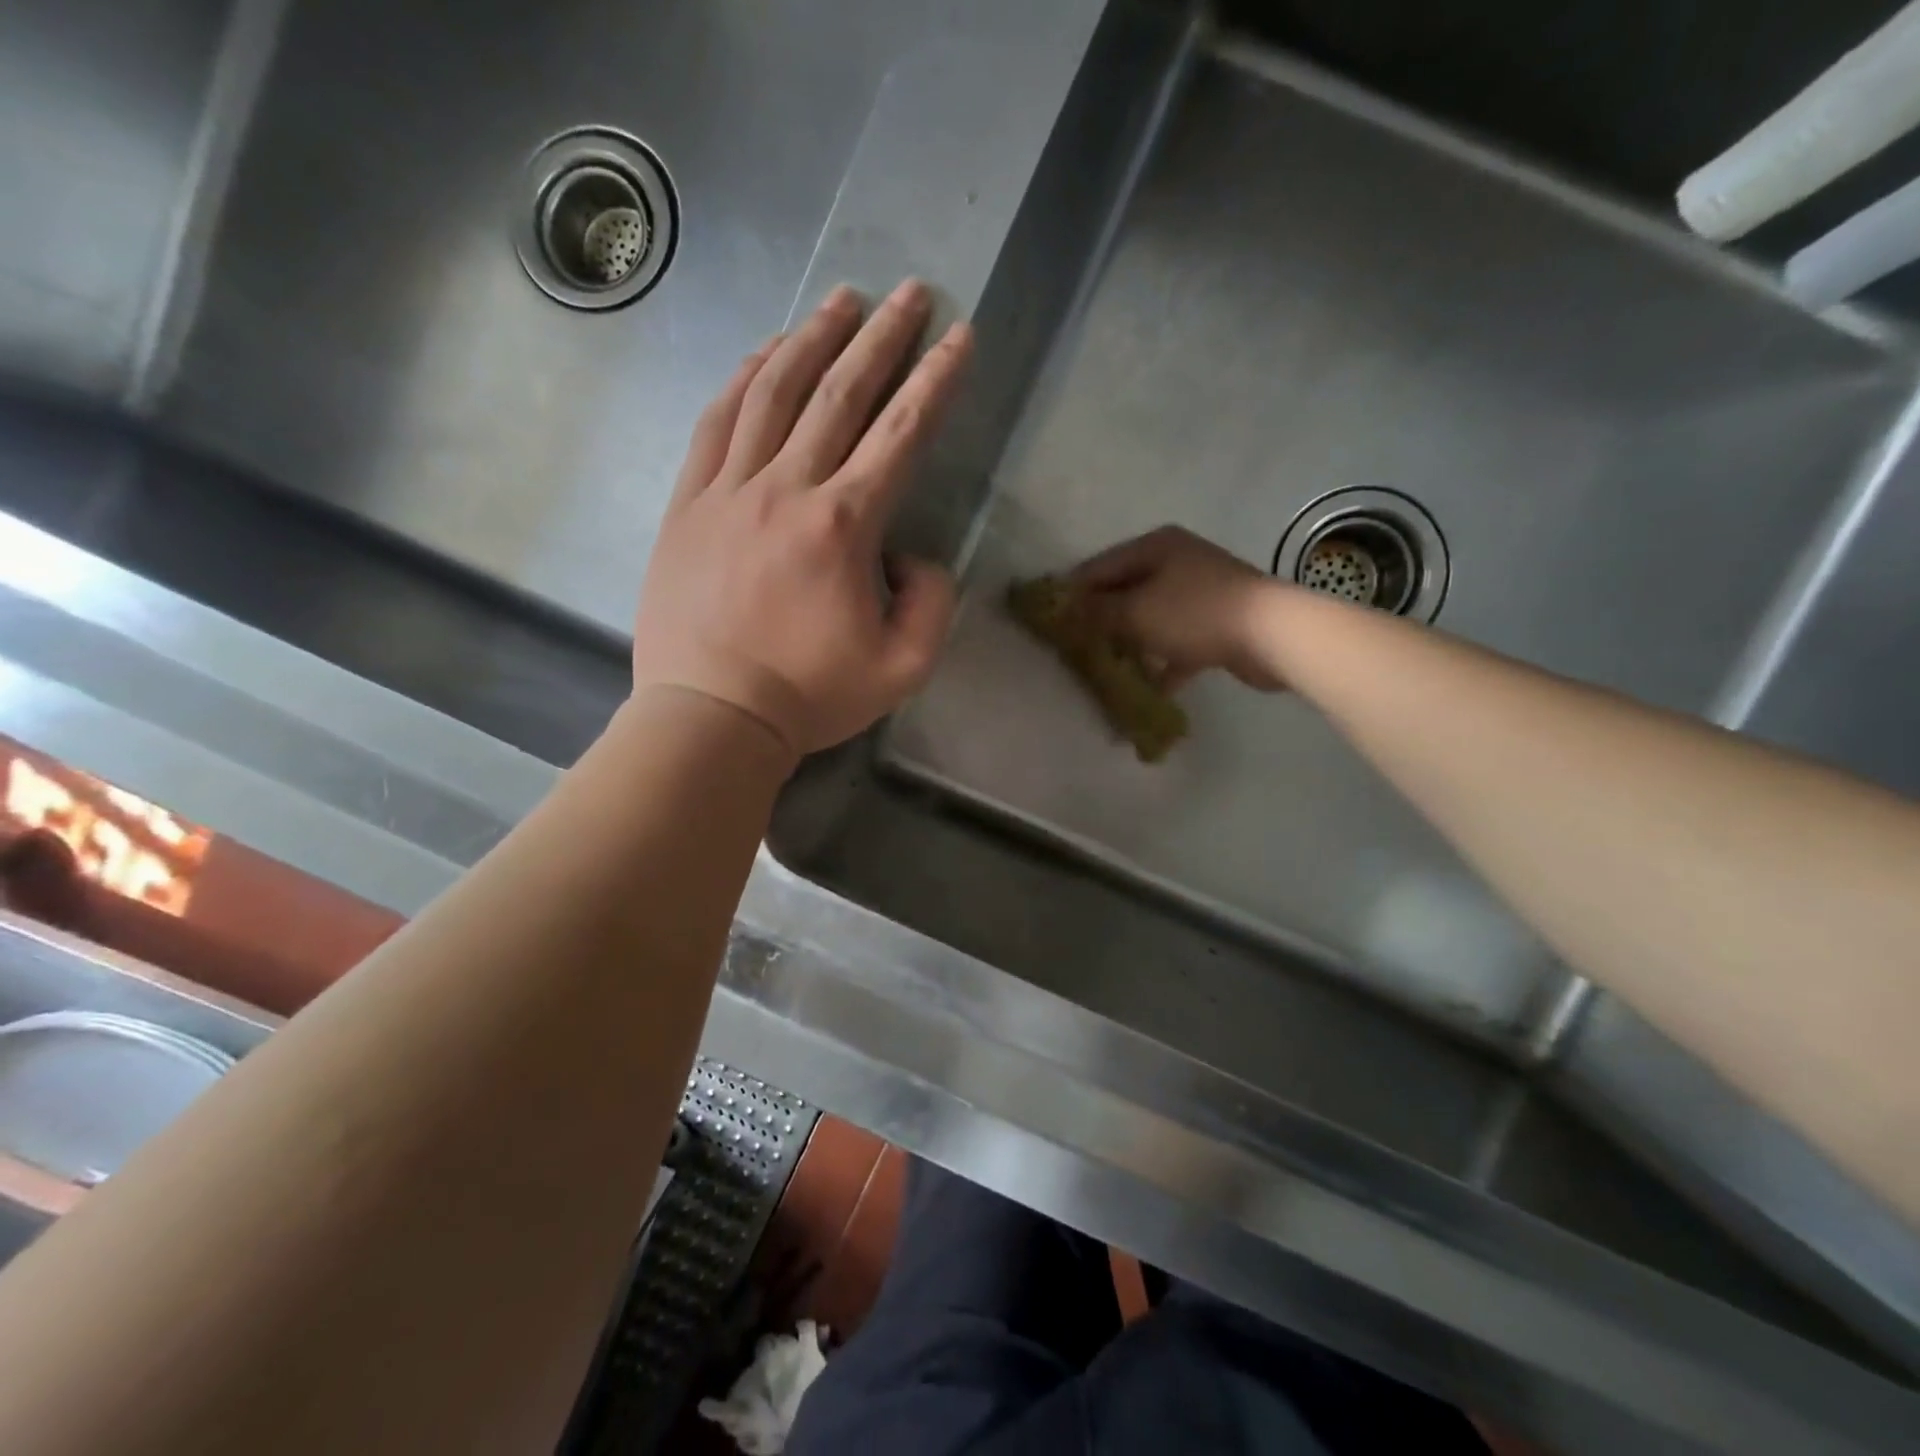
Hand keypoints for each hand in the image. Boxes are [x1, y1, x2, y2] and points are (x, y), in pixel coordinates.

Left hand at [632, 281, 972, 757]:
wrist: (712, 716)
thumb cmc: (811, 696)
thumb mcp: (904, 667)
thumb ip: (931, 602)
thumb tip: (913, 555)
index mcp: (844, 526)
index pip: (901, 434)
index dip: (935, 381)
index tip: (958, 336)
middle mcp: (787, 489)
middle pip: (840, 394)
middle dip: (882, 337)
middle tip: (910, 293)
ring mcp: (729, 490)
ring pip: (773, 393)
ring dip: (813, 339)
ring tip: (841, 300)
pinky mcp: (688, 503)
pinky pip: (716, 423)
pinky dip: (744, 379)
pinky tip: (765, 353)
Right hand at [1068, 526, 1288, 691]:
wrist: (1271, 634)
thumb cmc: (1194, 614)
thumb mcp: (1135, 612)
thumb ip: (1097, 612)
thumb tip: (1066, 609)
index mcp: (1155, 547)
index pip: (1100, 567)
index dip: (1074, 593)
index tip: (1051, 620)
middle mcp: (1177, 562)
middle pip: (1126, 592)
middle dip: (1102, 621)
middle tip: (1075, 648)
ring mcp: (1199, 593)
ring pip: (1151, 619)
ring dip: (1131, 644)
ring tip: (1107, 670)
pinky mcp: (1216, 624)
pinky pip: (1177, 642)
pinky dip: (1163, 663)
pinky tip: (1148, 689)